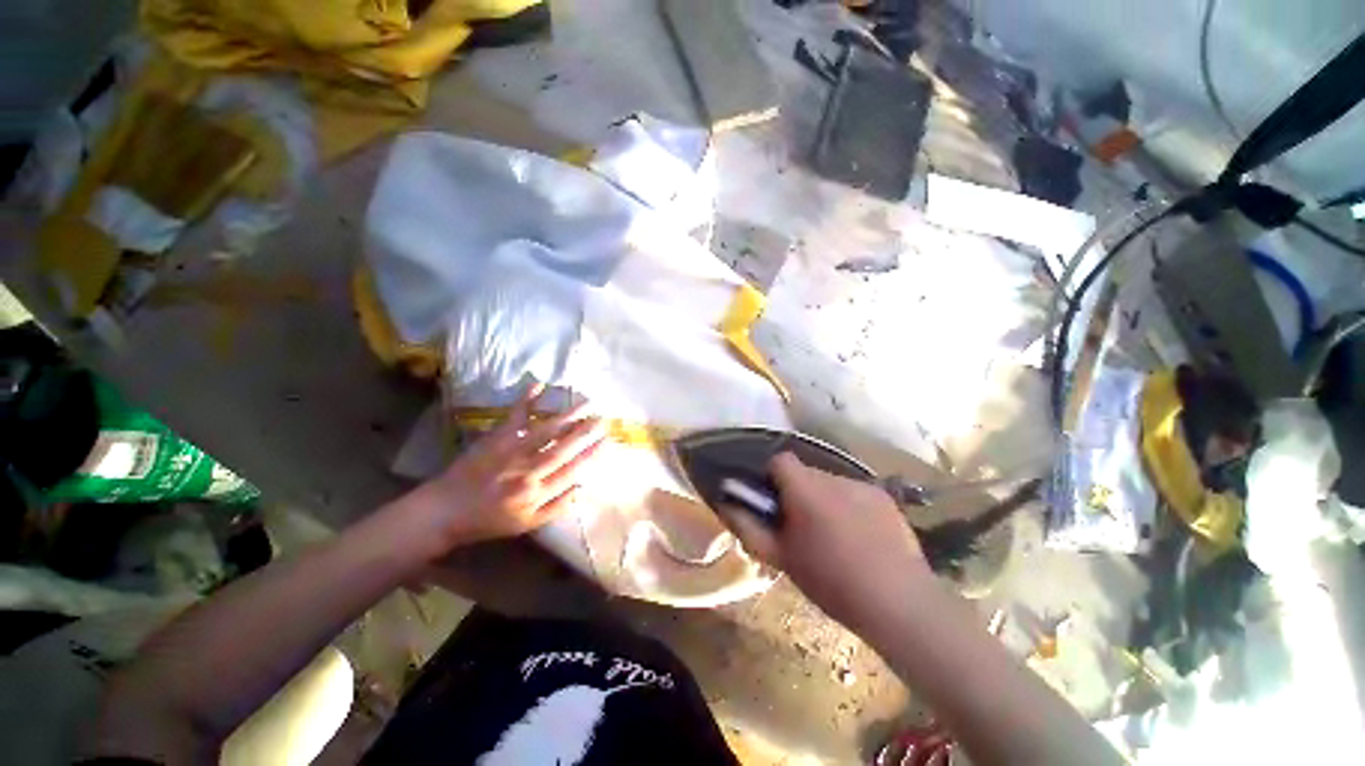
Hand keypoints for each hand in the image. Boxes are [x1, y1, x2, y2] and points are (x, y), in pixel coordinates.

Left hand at [401, 386, 607, 552]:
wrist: (445, 511)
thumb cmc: (489, 520)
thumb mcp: (527, 524)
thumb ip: (557, 507)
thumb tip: (582, 488)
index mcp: (536, 494)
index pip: (571, 471)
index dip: (591, 454)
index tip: (607, 440)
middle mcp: (527, 472)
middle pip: (562, 449)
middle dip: (585, 433)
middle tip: (603, 419)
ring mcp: (511, 452)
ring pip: (545, 432)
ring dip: (568, 416)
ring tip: (586, 404)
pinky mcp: (495, 439)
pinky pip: (514, 417)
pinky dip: (526, 400)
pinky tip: (539, 385)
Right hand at [721, 452, 929, 631]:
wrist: (899, 604)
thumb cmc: (831, 581)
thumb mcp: (782, 558)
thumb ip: (749, 527)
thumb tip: (726, 505)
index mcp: (806, 489)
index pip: (780, 460)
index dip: (771, 477)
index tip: (773, 504)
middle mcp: (833, 478)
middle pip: (805, 472)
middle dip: (798, 492)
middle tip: (801, 527)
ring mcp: (862, 485)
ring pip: (830, 483)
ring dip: (823, 500)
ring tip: (832, 535)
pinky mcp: (884, 498)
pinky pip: (854, 493)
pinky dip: (848, 506)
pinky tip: (859, 538)